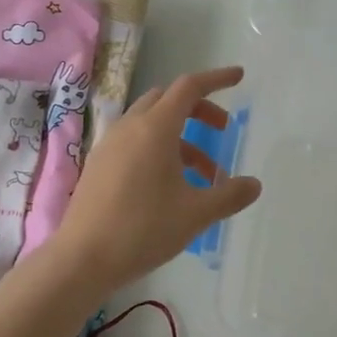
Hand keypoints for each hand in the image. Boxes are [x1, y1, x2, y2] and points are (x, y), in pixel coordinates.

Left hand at [54, 66, 261, 290]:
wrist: (82, 259)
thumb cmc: (143, 229)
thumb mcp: (196, 214)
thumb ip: (229, 195)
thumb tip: (254, 185)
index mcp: (155, 128)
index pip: (189, 88)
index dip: (216, 79)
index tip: (238, 78)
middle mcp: (130, 127)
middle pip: (169, 100)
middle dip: (199, 109)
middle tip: (222, 130)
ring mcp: (110, 145)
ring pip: (151, 123)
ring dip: (182, 137)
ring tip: (205, 173)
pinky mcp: (99, 164)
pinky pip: (135, 142)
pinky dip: (160, 149)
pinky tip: (171, 186)